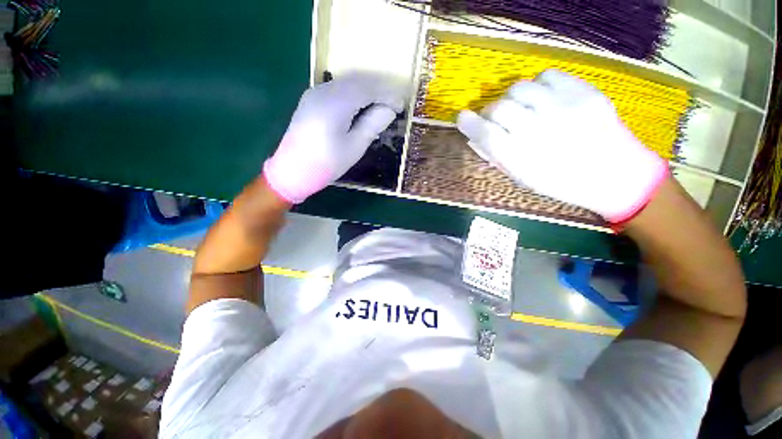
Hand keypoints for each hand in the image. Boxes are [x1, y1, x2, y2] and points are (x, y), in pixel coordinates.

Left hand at [263, 73, 404, 203]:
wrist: (291, 171)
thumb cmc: (326, 164)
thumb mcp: (354, 147)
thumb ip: (373, 124)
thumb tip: (389, 110)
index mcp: (336, 102)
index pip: (368, 89)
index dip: (388, 94)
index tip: (402, 105)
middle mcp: (324, 90)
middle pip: (358, 81)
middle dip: (379, 89)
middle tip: (394, 104)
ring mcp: (315, 93)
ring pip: (347, 83)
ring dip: (367, 90)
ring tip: (382, 105)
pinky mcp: (311, 100)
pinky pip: (338, 90)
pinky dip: (354, 94)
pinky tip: (362, 106)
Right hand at [456, 69, 667, 222]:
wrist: (615, 175)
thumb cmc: (561, 183)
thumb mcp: (522, 178)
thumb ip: (498, 156)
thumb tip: (477, 137)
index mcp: (522, 158)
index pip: (485, 134)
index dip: (469, 123)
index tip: (462, 118)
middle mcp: (539, 131)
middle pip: (499, 108)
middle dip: (490, 112)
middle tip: (495, 118)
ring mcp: (563, 108)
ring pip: (519, 88)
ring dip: (511, 98)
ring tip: (519, 107)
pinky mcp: (584, 92)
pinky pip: (547, 76)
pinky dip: (537, 85)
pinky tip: (541, 98)